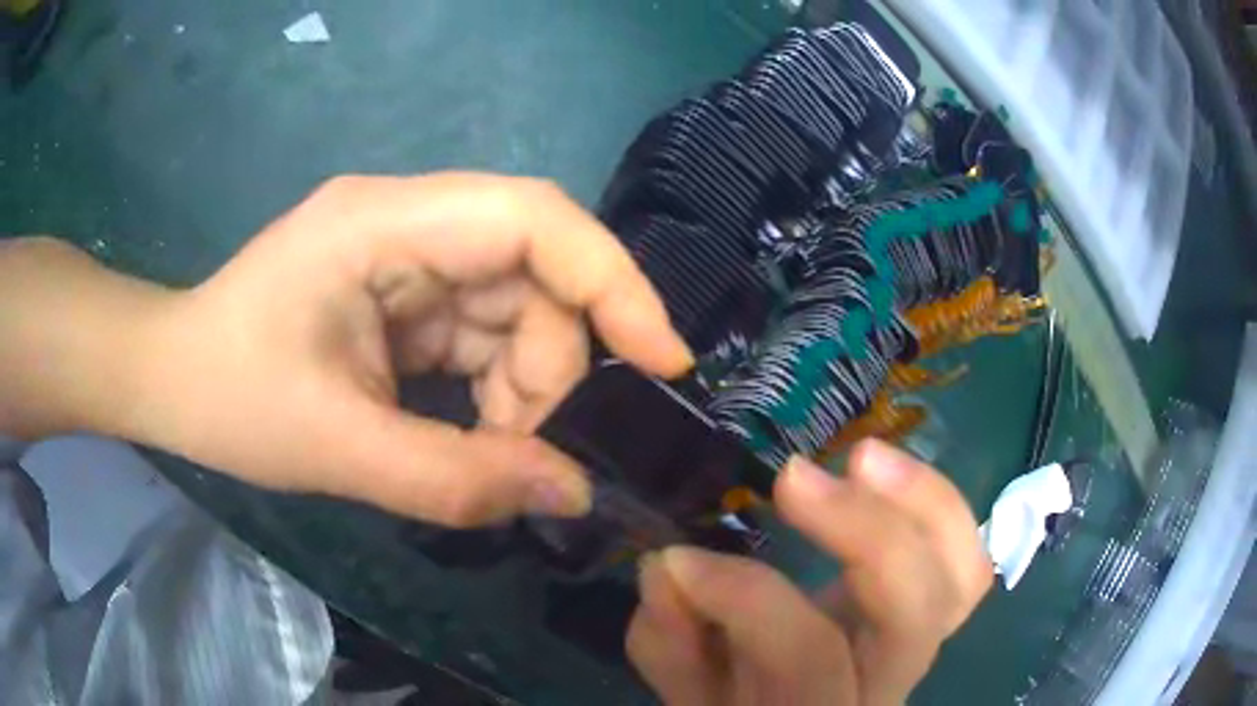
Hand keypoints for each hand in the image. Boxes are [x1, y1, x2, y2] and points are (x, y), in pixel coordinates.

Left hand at [127, 173, 691, 524]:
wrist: (172, 380)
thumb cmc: (228, 400)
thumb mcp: (335, 450)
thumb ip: (455, 481)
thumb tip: (572, 494)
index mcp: (383, 223)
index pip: (531, 219)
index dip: (612, 283)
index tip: (663, 362)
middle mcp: (406, 221)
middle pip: (530, 271)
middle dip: (549, 365)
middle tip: (529, 449)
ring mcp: (405, 255)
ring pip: (512, 307)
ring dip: (521, 385)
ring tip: (490, 451)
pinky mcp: (402, 292)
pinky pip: (480, 332)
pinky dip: (493, 388)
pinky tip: (470, 431)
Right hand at [627, 440, 991, 704]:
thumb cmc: (743, 705)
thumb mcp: (695, 694)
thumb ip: (671, 645)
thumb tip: (666, 569)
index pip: (806, 655)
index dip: (745, 599)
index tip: (680, 559)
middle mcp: (886, 682)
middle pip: (913, 615)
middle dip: (863, 534)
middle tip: (793, 476)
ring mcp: (923, 643)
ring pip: (962, 579)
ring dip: (922, 504)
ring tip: (862, 456)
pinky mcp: (937, 610)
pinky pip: (968, 563)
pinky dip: (942, 512)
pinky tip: (893, 473)